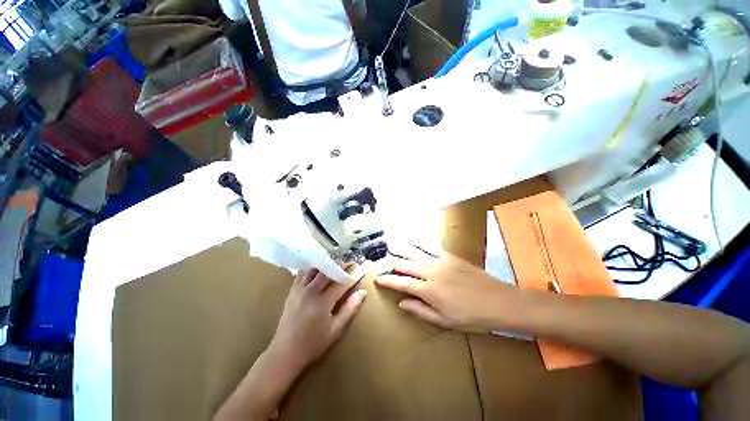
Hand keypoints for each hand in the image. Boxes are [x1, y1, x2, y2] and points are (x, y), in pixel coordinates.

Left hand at [269, 269, 366, 370]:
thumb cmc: (313, 344)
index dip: (355, 274)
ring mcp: (300, 289)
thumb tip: (363, 292)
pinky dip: (313, 268)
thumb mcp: (335, 330)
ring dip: (328, 264)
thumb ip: (350, 309)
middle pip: (329, 271)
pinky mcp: (292, 290)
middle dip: (342, 265)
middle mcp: (311, 291)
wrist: (284, 352)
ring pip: (316, 268)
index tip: (364, 266)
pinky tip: (319, 268)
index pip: (343, 282)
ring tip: (337, 263)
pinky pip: (303, 273)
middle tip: (352, 262)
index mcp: (323, 302)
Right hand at [376, 244, 518, 332]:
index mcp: (429, 291)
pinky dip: (419, 242)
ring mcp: (440, 262)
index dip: (388, 280)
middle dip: (390, 263)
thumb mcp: (445, 321)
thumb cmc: (471, 317)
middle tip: (380, 261)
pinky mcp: (449, 256)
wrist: (498, 301)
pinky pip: (430, 247)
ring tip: (390, 245)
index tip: (377, 278)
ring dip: (401, 249)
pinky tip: (412, 239)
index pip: (402, 283)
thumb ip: (421, 310)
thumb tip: (401, 303)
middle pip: (405, 265)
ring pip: (415, 253)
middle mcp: (431, 273)